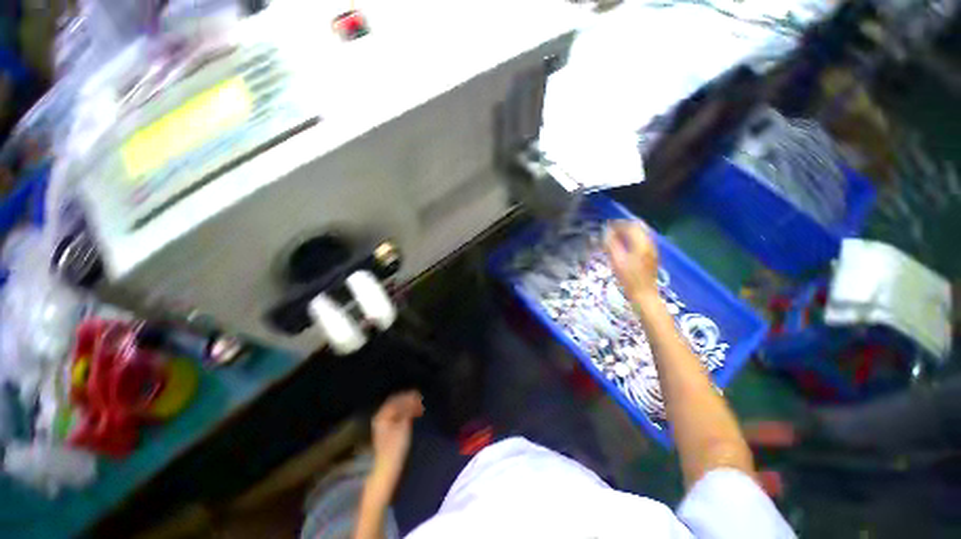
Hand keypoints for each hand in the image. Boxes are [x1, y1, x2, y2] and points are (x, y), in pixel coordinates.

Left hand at [371, 391, 423, 475]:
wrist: (386, 468)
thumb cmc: (395, 447)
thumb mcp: (403, 425)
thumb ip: (408, 410)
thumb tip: (414, 399)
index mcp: (382, 415)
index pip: (396, 400)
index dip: (408, 396)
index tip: (419, 395)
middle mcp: (381, 417)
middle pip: (395, 403)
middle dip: (408, 400)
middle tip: (420, 399)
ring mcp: (383, 425)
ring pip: (397, 409)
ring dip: (408, 406)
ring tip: (419, 407)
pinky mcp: (388, 431)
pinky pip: (397, 416)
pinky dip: (406, 413)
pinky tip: (413, 415)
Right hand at [604, 220, 659, 301]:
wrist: (644, 294)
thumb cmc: (629, 279)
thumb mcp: (616, 261)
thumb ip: (611, 244)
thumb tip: (606, 233)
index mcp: (641, 243)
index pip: (630, 226)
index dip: (617, 224)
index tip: (607, 227)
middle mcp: (649, 243)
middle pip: (638, 226)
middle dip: (624, 226)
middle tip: (611, 230)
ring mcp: (652, 250)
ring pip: (641, 232)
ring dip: (629, 232)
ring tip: (616, 237)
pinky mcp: (651, 256)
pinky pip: (643, 240)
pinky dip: (633, 238)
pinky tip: (625, 246)